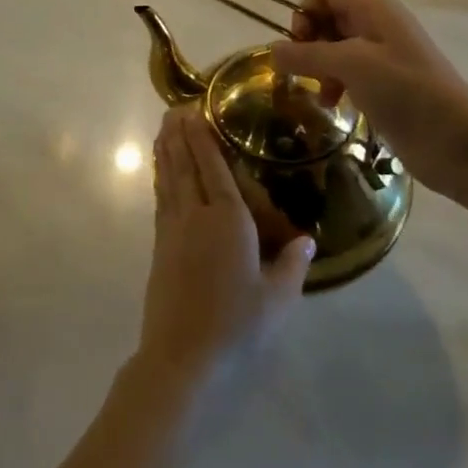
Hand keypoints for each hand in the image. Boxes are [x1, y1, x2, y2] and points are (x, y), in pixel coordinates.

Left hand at [136, 110, 314, 393]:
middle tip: (174, 108)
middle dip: (179, 135)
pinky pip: (161, 199)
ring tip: (163, 129)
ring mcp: (173, 230)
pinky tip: (161, 174)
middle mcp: (196, 215)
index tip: (195, 110)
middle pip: (185, 165)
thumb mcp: (277, 299)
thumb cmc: (236, 325)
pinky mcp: (160, 247)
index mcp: (228, 219)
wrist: (183, 359)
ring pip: (169, 179)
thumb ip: (292, 264)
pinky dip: (160, 179)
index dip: (204, 137)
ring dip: (166, 151)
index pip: (213, 167)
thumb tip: (307, 238)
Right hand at [271, 0, 467, 200]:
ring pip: (338, 47)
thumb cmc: (406, 91)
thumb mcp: (351, 66)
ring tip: (321, 96)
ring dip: (321, 66)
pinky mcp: (388, 85)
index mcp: (374, 9)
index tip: (299, 43)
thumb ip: (307, 55)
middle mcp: (379, 25)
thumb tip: (273, 50)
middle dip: (310, 41)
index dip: (308, 10)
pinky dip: (336, 83)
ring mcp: (385, 56)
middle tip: (303, 71)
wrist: (458, 142)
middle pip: (331, 17)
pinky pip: (351, 72)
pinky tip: (336, 105)